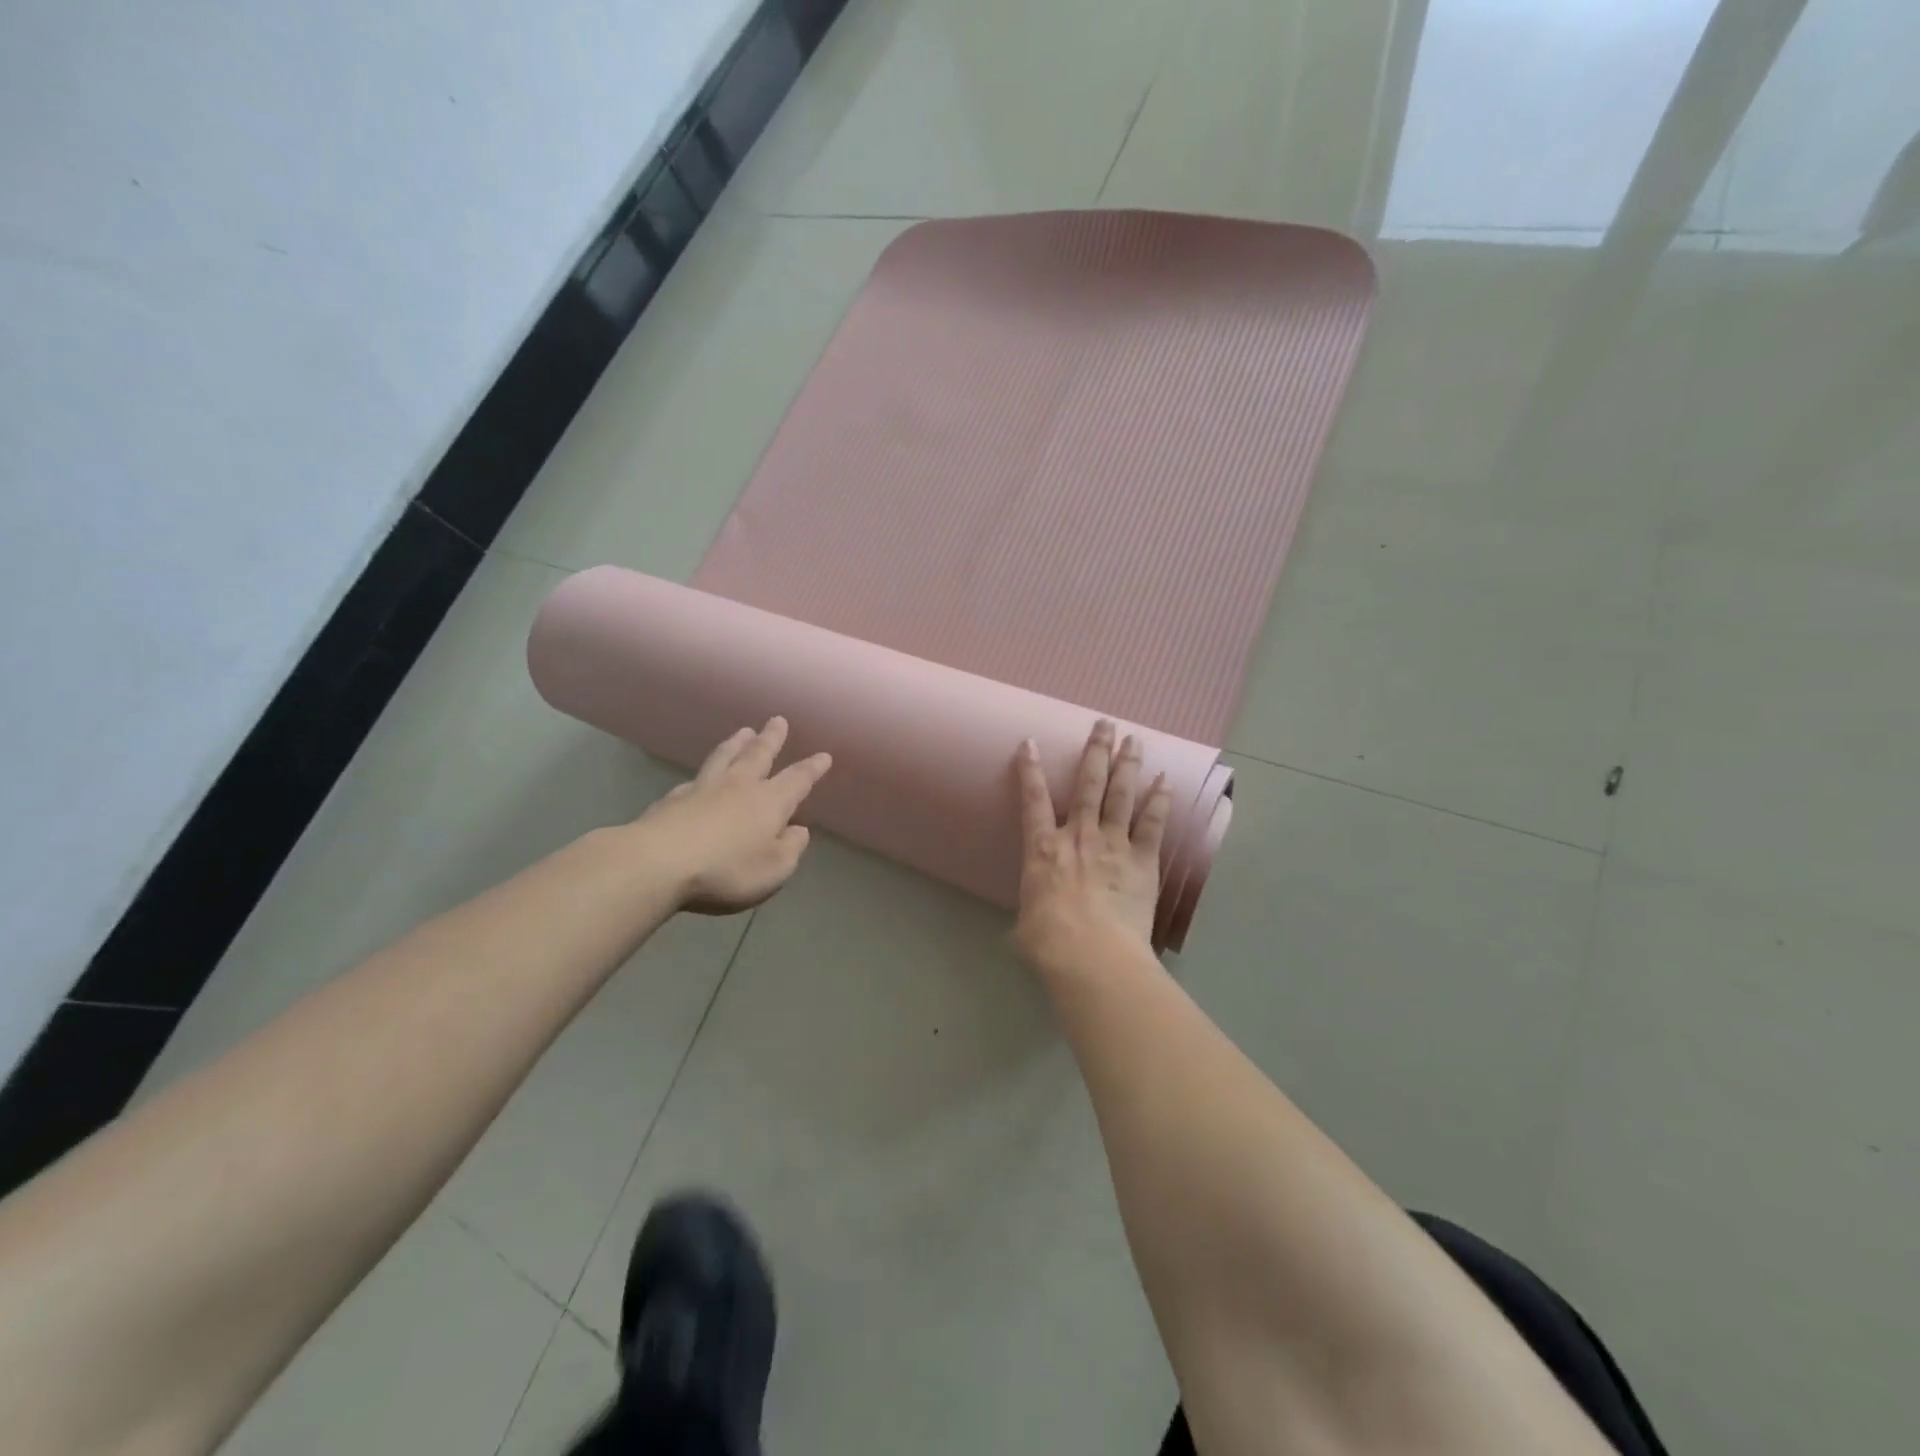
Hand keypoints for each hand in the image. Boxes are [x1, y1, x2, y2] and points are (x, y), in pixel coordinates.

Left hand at [636, 717, 831, 913]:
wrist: (657, 863)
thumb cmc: (726, 870)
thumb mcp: (773, 870)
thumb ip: (790, 849)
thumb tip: (798, 830)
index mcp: (770, 802)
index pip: (797, 779)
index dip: (812, 768)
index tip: (824, 755)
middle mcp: (739, 787)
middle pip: (758, 755)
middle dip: (771, 739)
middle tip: (778, 720)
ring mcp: (703, 789)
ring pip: (725, 758)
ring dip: (736, 744)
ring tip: (743, 731)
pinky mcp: (672, 800)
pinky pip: (695, 779)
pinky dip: (705, 773)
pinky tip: (700, 777)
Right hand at [1012, 720, 1172, 974]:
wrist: (1092, 954)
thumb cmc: (1049, 942)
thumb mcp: (1026, 924)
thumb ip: (1034, 910)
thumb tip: (1034, 921)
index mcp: (1043, 849)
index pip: (1033, 799)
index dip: (1030, 769)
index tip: (1031, 743)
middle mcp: (1078, 836)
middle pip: (1088, 784)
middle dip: (1095, 751)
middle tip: (1104, 723)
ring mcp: (1114, 844)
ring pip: (1121, 795)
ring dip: (1127, 764)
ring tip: (1134, 739)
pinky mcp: (1143, 861)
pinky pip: (1152, 824)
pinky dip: (1159, 801)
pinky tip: (1165, 781)